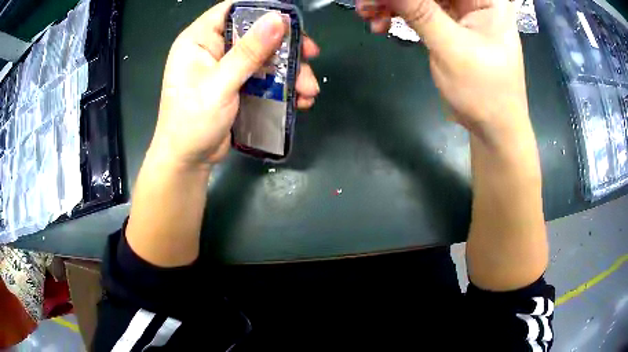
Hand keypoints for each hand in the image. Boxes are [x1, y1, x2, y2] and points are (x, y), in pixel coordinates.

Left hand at [150, 0, 319, 168]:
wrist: (188, 161)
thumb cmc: (192, 122)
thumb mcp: (219, 85)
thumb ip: (248, 52)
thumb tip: (278, 20)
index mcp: (199, 39)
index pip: (232, 10)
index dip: (262, 10)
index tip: (290, 21)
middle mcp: (213, 48)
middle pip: (255, 32)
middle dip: (285, 45)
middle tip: (311, 55)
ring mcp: (226, 67)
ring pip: (264, 56)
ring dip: (290, 70)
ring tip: (309, 90)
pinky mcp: (238, 85)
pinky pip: (264, 76)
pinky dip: (283, 85)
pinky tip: (300, 99)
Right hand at [357, 0, 528, 146]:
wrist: (492, 129)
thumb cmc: (485, 93)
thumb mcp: (452, 49)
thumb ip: (420, 13)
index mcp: (487, 0)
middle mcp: (475, 1)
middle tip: (366, 4)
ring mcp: (461, 13)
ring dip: (391, 4)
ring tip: (367, 14)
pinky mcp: (448, 26)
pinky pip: (418, 12)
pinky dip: (398, 16)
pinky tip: (380, 25)